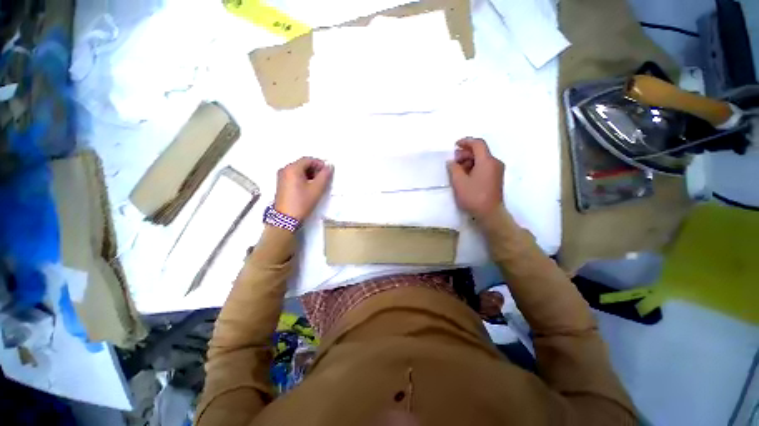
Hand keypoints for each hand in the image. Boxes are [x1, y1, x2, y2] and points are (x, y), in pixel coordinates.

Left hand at [274, 157, 332, 221]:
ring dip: (310, 174)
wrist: (286, 219)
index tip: (328, 171)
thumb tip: (329, 167)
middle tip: (324, 178)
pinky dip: (303, 178)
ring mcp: (281, 177)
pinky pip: (294, 176)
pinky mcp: (281, 184)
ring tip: (318, 184)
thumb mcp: (316, 189)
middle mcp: (285, 169)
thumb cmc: (302, 202)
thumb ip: (325, 176)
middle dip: (315, 169)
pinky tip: (309, 187)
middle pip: (302, 164)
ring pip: (298, 170)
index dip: (320, 163)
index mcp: (292, 168)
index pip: (308, 159)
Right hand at [447, 138, 504, 219]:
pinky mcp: (496, 179)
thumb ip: (453, 168)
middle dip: (466, 153)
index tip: (455, 145)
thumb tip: (451, 161)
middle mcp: (495, 163)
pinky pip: (485, 167)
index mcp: (487, 161)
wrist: (490, 214)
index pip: (478, 144)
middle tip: (453, 160)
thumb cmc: (474, 197)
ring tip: (457, 169)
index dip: (466, 142)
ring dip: (469, 161)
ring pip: (482, 160)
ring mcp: (497, 171)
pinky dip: (474, 167)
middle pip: (480, 151)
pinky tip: (465, 175)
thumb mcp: (459, 182)